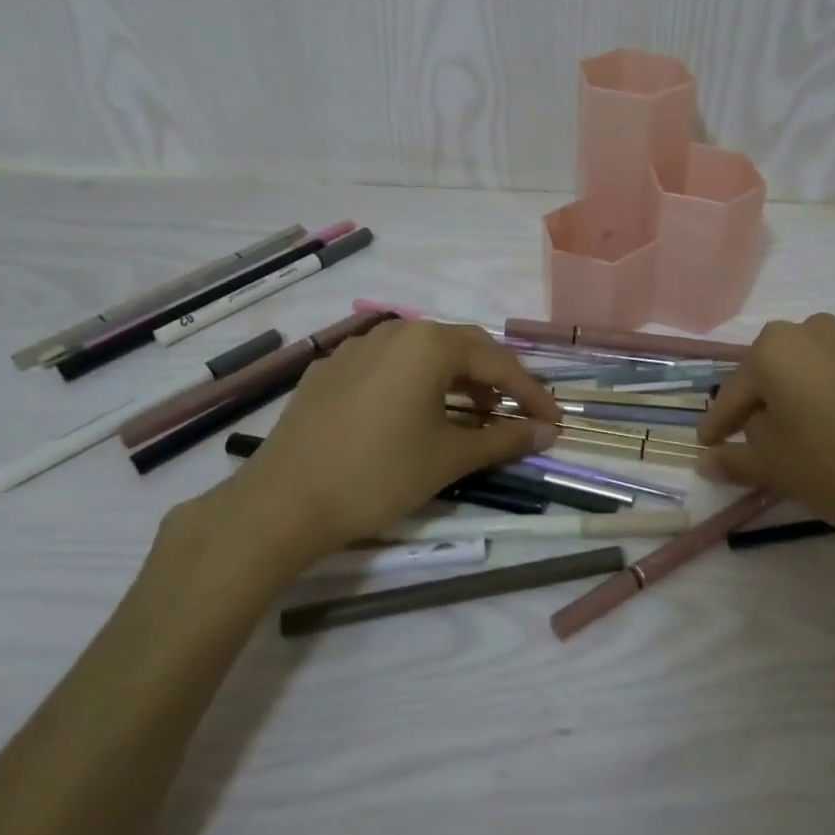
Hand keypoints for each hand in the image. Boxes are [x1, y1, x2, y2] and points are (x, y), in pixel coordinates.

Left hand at [185, 320, 561, 593]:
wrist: (281, 503)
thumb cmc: (378, 475)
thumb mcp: (449, 458)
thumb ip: (503, 439)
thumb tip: (546, 433)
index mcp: (429, 344)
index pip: (497, 363)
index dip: (530, 393)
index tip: (553, 421)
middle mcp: (395, 331)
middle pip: (462, 347)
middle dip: (495, 380)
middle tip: (514, 413)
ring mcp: (357, 347)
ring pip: (423, 353)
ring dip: (456, 379)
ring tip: (470, 414)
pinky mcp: (330, 369)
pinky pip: (388, 365)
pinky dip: (416, 383)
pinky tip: (414, 413)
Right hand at [695, 313, 834, 621]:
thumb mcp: (775, 468)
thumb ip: (734, 458)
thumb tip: (705, 461)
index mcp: (775, 350)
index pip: (735, 392)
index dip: (719, 423)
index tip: (710, 443)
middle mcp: (815, 329)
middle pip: (777, 368)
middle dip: (766, 401)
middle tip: (766, 439)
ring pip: (819, 362)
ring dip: (809, 388)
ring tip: (815, 427)